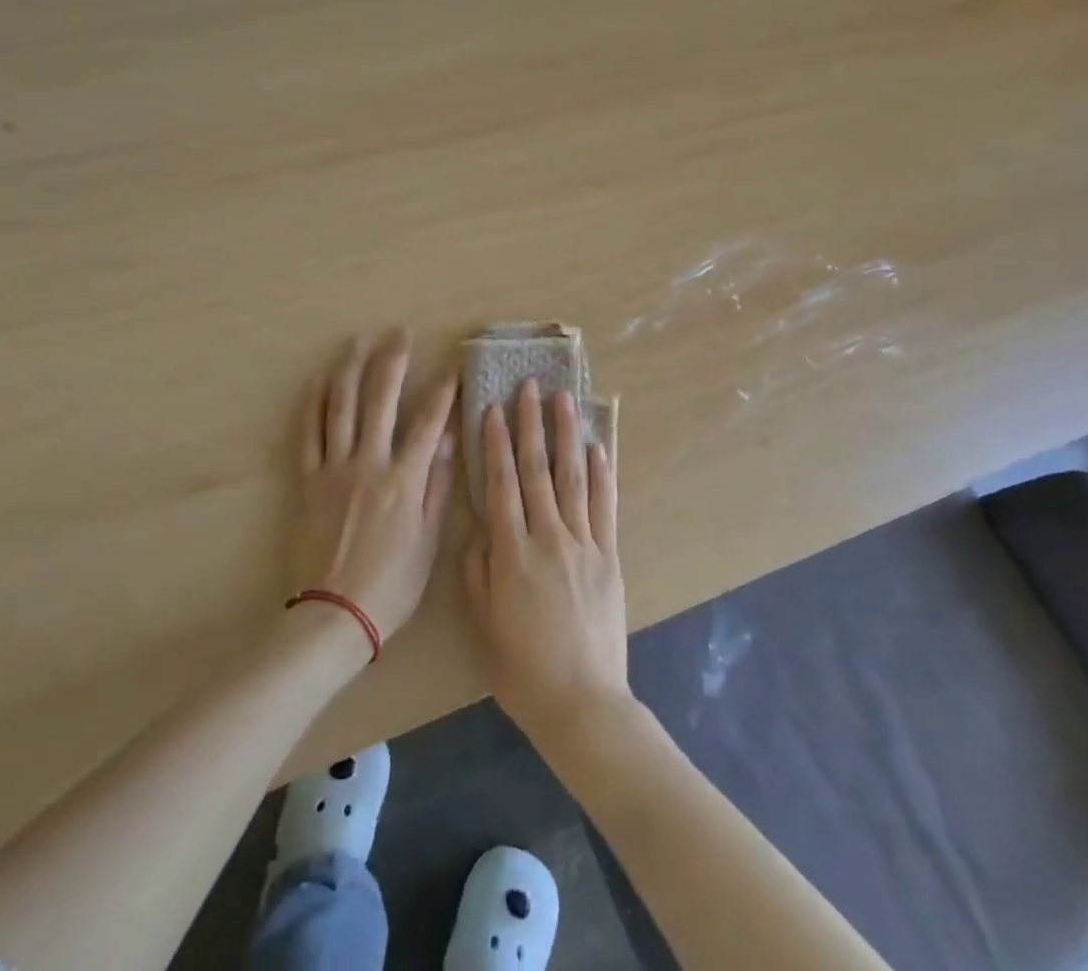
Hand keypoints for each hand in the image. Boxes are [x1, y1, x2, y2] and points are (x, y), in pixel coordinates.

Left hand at [294, 331, 457, 642]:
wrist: (332, 616)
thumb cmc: (391, 584)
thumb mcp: (428, 541)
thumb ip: (438, 486)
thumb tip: (448, 441)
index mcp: (404, 479)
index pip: (429, 422)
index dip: (444, 390)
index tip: (453, 365)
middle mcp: (369, 463)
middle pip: (381, 400)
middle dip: (393, 362)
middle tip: (400, 333)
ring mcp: (335, 469)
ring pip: (341, 407)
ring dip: (351, 369)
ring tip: (359, 340)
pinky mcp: (309, 481)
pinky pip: (310, 433)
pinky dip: (315, 402)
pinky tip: (321, 379)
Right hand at [462, 379, 631, 745]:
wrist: (582, 702)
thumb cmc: (522, 668)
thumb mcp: (483, 623)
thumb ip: (477, 570)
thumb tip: (479, 528)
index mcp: (512, 552)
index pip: (501, 483)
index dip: (497, 443)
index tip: (495, 408)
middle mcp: (548, 536)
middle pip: (537, 470)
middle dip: (532, 424)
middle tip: (531, 386)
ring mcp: (584, 543)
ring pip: (573, 477)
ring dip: (567, 435)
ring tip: (565, 399)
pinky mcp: (609, 556)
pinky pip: (605, 505)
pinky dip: (602, 473)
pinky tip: (598, 446)